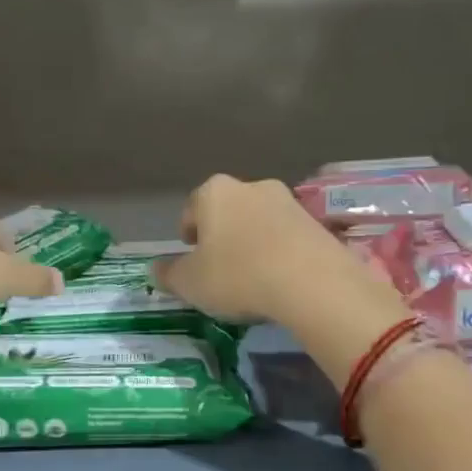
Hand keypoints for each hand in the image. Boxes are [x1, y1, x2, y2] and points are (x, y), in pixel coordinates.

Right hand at [155, 175, 393, 327]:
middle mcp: (251, 187)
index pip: (191, 210)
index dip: (188, 235)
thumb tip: (156, 269)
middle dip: (222, 236)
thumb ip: (169, 274)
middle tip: (220, 269)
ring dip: (252, 244)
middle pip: (227, 212)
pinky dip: (278, 254)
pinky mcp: (316, 223)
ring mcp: (288, 202)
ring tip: (252, 278)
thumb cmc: (237, 275)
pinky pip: (286, 238)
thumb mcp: (190, 283)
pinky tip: (279, 281)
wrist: (312, 282)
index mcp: (214, 192)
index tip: (191, 258)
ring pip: (258, 223)